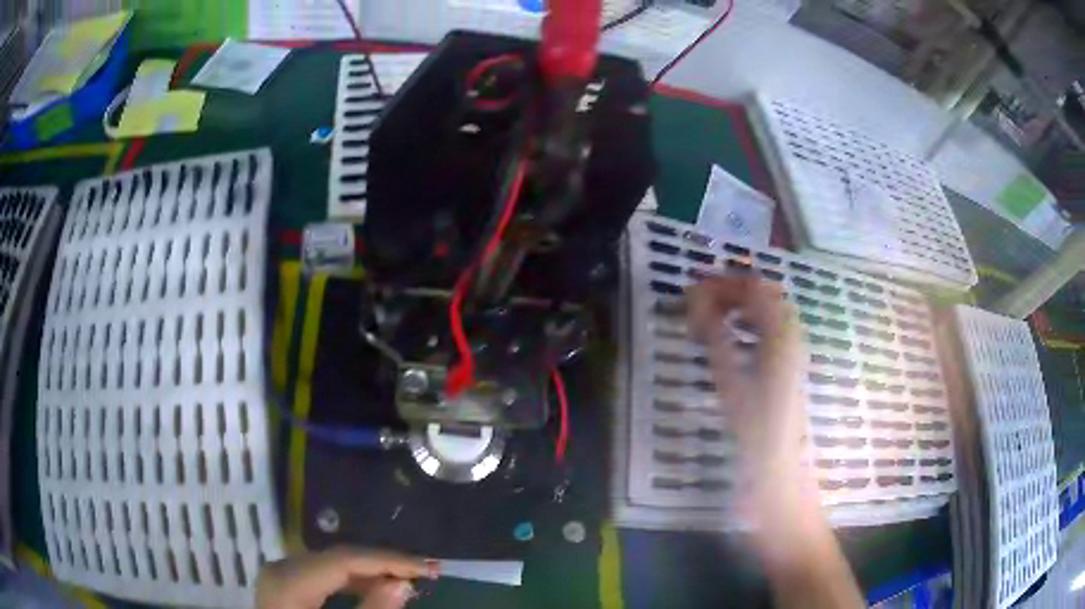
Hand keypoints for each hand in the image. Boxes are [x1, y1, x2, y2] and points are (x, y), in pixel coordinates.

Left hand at [256, 547, 438, 608]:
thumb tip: (402, 583)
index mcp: (290, 580)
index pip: (345, 559)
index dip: (388, 560)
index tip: (427, 567)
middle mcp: (281, 568)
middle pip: (337, 558)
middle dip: (381, 564)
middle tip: (422, 573)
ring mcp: (279, 575)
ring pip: (330, 564)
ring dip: (368, 573)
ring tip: (404, 580)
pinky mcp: (283, 585)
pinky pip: (320, 575)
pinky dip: (349, 582)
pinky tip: (371, 589)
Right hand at [686, 276, 807, 489]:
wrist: (778, 463)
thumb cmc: (752, 423)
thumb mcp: (728, 376)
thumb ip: (713, 332)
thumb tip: (694, 297)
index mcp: (780, 333)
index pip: (754, 287)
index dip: (723, 283)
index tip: (693, 290)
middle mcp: (793, 333)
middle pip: (764, 294)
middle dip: (732, 292)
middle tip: (699, 302)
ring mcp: (796, 348)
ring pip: (770, 311)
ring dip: (742, 307)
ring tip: (712, 318)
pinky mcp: (792, 363)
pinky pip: (773, 328)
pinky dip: (752, 323)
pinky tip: (734, 338)